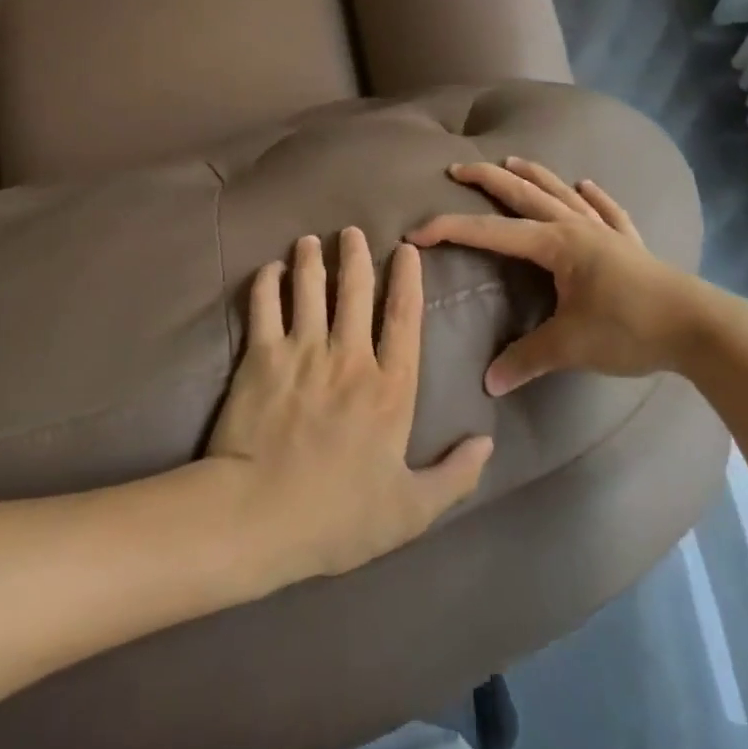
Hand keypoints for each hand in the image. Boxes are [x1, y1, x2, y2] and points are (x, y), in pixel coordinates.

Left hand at [207, 228, 494, 579]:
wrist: (259, 516)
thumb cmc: (338, 518)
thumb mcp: (411, 511)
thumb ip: (455, 476)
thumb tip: (488, 442)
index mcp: (390, 387)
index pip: (405, 317)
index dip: (407, 279)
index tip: (406, 250)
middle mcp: (349, 356)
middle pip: (355, 290)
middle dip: (355, 254)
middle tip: (351, 231)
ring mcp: (302, 351)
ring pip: (309, 288)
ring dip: (311, 259)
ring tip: (310, 240)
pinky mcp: (260, 357)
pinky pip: (264, 306)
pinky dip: (267, 283)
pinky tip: (270, 270)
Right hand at [410, 157, 733, 393]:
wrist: (700, 329)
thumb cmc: (629, 329)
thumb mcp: (570, 346)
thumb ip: (527, 359)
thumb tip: (489, 382)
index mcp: (556, 244)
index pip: (492, 233)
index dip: (451, 230)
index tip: (417, 232)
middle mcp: (577, 228)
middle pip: (524, 196)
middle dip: (488, 180)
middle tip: (458, 169)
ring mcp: (606, 232)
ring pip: (563, 195)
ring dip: (535, 176)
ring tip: (512, 161)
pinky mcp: (631, 245)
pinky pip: (609, 212)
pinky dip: (596, 197)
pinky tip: (588, 185)